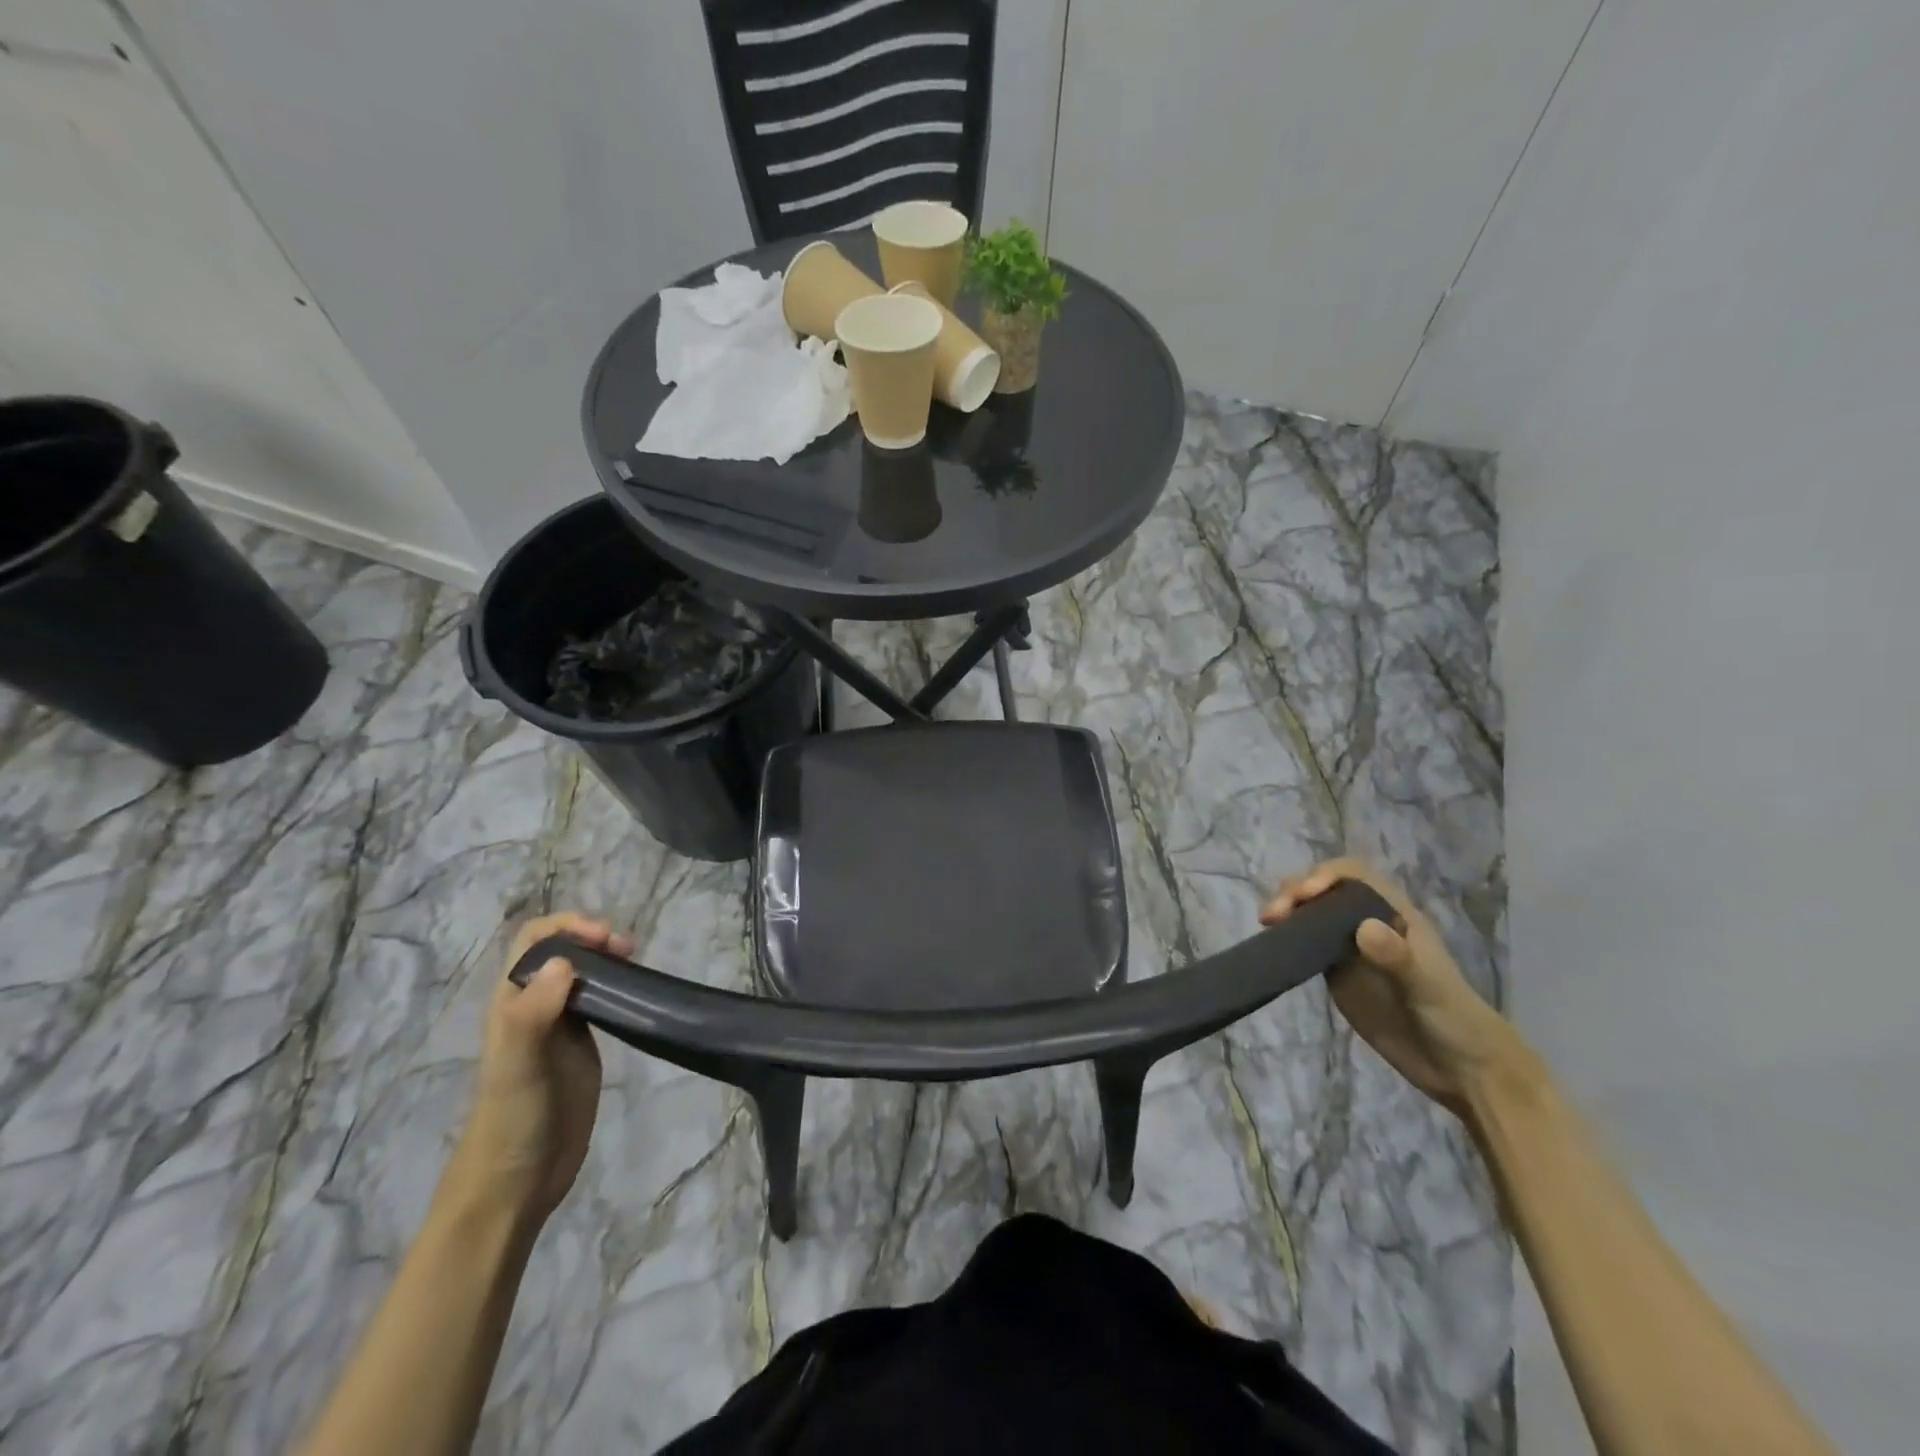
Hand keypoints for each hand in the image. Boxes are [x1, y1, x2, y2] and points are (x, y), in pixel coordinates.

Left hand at [448, 913, 632, 1224]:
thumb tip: (566, 961)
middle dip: (593, 937)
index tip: (603, 938)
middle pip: (563, 950)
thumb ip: (533, 1013)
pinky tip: (636, 990)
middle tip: (627, 949)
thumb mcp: (517, 1065)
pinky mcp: (583, 1046)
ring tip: (635, 961)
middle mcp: (536, 1005)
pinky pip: (600, 1000)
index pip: (534, 940)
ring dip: (607, 957)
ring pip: (583, 972)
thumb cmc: (511, 1119)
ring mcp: (561, 1025)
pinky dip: (618, 984)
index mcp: (513, 1000)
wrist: (517, 1181)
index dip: (567, 927)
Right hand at [1261, 859, 1521, 1117]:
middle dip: (1296, 891)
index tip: (1305, 895)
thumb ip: (1398, 958)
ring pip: (1312, 912)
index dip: (1326, 876)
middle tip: (1273, 916)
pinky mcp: (1338, 973)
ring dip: (1287, 910)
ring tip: (1267, 925)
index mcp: (1394, 915)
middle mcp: (1368, 923)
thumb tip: (1362, 927)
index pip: (1353, 876)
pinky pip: (1308, 943)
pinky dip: (1288, 937)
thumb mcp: (1429, 989)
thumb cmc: (1454, 1021)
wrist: (1461, 1070)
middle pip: (1326, 889)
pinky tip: (1274, 946)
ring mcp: (1351, 948)